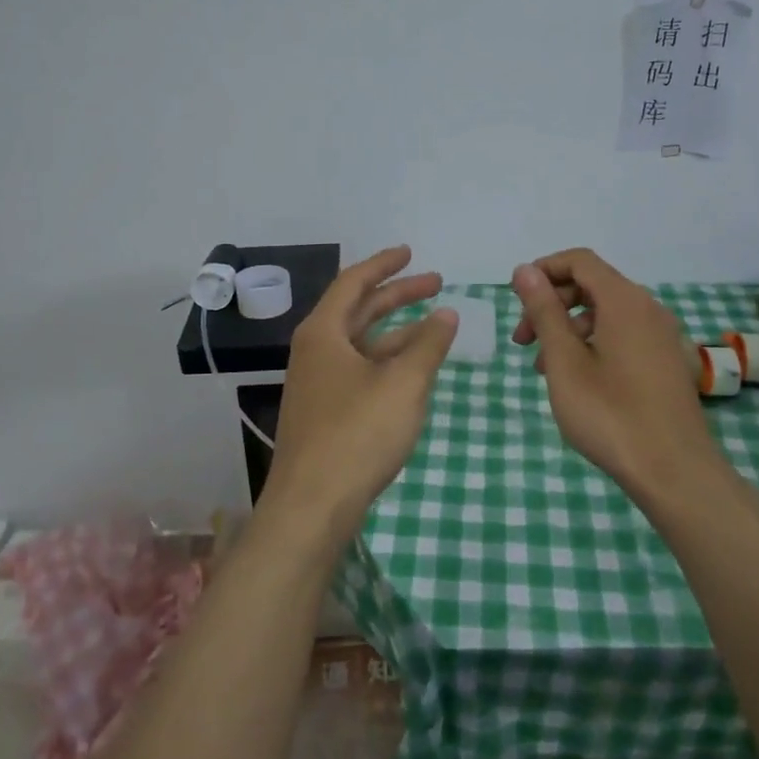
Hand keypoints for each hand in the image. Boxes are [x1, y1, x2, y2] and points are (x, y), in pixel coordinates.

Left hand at [260, 246, 457, 545]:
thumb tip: (447, 312)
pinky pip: (360, 369)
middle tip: (436, 283)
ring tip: (436, 325)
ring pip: (361, 343)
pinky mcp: (325, 412)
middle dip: (398, 295)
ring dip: (397, 330)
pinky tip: (414, 369)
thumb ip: (428, 344)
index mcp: (324, 333)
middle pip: (358, 310)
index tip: (410, 252)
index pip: (354, 283)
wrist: (312, 506)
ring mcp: (318, 383)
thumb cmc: (357, 434)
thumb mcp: (403, 384)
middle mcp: (315, 351)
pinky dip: (388, 361)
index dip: (384, 264)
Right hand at [510, 248, 720, 491]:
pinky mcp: (667, 362)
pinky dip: (592, 343)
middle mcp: (648, 309)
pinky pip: (623, 335)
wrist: (675, 473)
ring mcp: (662, 336)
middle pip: (592, 285)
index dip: (544, 270)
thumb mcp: (564, 362)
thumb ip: (544, 311)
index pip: (579, 261)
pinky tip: (576, 380)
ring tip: (543, 367)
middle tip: (522, 340)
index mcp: (624, 301)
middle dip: (552, 304)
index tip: (516, 300)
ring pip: (606, 313)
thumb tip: (524, 270)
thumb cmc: (611, 415)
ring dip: (568, 328)